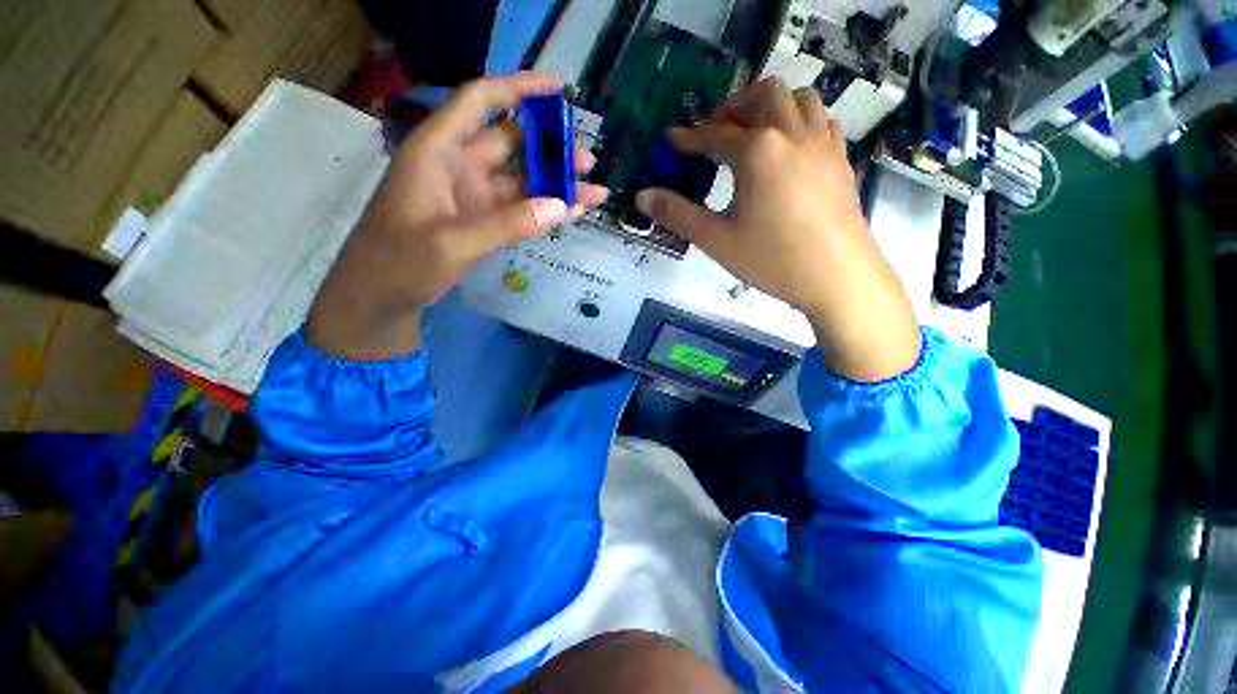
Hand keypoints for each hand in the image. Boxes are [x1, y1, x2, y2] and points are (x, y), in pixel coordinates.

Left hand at [308, 72, 607, 360]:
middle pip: (510, 143)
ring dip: (555, 183)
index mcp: (437, 151)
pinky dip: (545, 211)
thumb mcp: (451, 243)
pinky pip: (520, 209)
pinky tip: (572, 212)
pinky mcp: (482, 221)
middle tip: (589, 158)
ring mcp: (472, 197)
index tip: (557, 90)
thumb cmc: (399, 262)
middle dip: (550, 147)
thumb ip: (508, 224)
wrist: (381, 297)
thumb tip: (561, 206)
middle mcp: (458, 166)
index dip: (518, 89)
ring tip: (593, 189)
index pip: (480, 102)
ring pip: (521, 180)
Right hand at [635, 77, 919, 381]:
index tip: (672, 140)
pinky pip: (820, 120)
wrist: (837, 277)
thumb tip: (642, 196)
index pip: (715, 135)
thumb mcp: (716, 239)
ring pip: (798, 98)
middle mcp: (792, 133)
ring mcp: (822, 143)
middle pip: (763, 94)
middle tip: (716, 131)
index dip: (689, 138)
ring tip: (753, 133)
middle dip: (734, 106)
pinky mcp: (840, 158)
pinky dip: (799, 121)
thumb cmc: (772, 259)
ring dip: (770, 106)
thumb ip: (677, 214)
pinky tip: (789, 149)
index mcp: (758, 151)